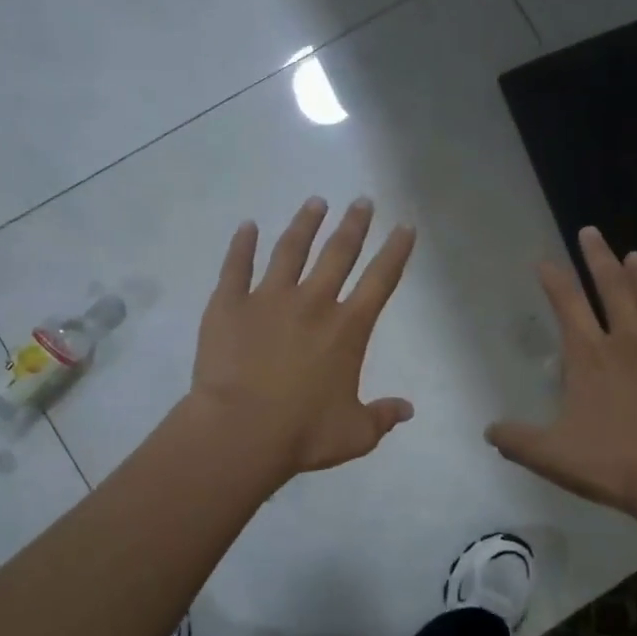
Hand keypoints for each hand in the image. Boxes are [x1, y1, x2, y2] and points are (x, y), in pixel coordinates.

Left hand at [190, 197, 416, 477]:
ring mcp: (268, 299)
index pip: (380, 281)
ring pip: (290, 250)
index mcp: (347, 329)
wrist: (240, 432)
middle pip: (338, 253)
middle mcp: (312, 303)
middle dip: (354, 225)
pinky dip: (242, 245)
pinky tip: (247, 227)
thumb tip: (407, 410)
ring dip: (305, 224)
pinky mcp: (229, 305)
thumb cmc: (303, 434)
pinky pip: (236, 266)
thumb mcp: (355, 434)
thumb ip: (383, 417)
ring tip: (315, 202)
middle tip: (362, 201)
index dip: (396, 252)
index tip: (405, 227)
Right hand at [487, 227, 636, 527]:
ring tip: (634, 255)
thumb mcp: (550, 455)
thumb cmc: (612, 463)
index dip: (555, 281)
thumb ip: (516, 440)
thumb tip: (489, 431)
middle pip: (614, 289)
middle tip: (592, 232)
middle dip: (599, 258)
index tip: (545, 261)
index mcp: (590, 357)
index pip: (568, 306)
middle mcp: (629, 343)